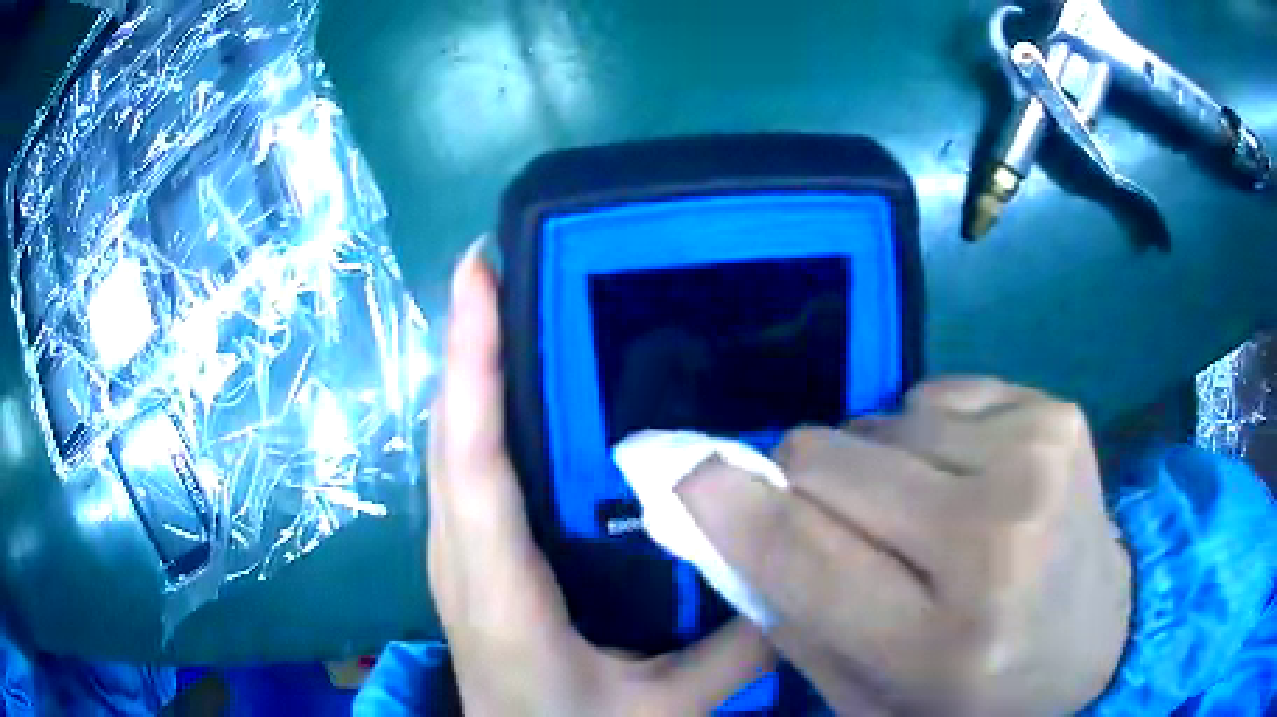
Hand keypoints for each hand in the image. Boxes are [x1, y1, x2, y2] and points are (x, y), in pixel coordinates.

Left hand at [428, 248, 773, 715]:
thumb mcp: (661, 708)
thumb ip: (732, 653)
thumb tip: (795, 573)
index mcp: (497, 588)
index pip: (473, 456)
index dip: (472, 359)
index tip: (479, 274)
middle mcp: (458, 554)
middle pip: (448, 428)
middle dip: (466, 338)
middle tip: (501, 264)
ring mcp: (454, 553)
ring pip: (446, 441)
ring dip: (467, 367)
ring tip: (507, 301)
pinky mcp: (466, 557)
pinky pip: (460, 466)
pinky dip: (472, 410)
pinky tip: (510, 386)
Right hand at [680, 380, 1131, 716]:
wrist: (1097, 635)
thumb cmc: (978, 687)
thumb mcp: (870, 693)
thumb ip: (790, 611)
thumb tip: (721, 512)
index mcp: (942, 639)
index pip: (802, 552)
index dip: (730, 505)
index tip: (687, 474)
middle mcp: (994, 539)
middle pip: (829, 460)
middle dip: (806, 486)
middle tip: (843, 525)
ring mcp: (1035, 458)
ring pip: (879, 421)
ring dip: (876, 466)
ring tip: (924, 513)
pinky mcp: (1054, 410)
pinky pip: (935, 397)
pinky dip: (930, 437)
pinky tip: (970, 480)